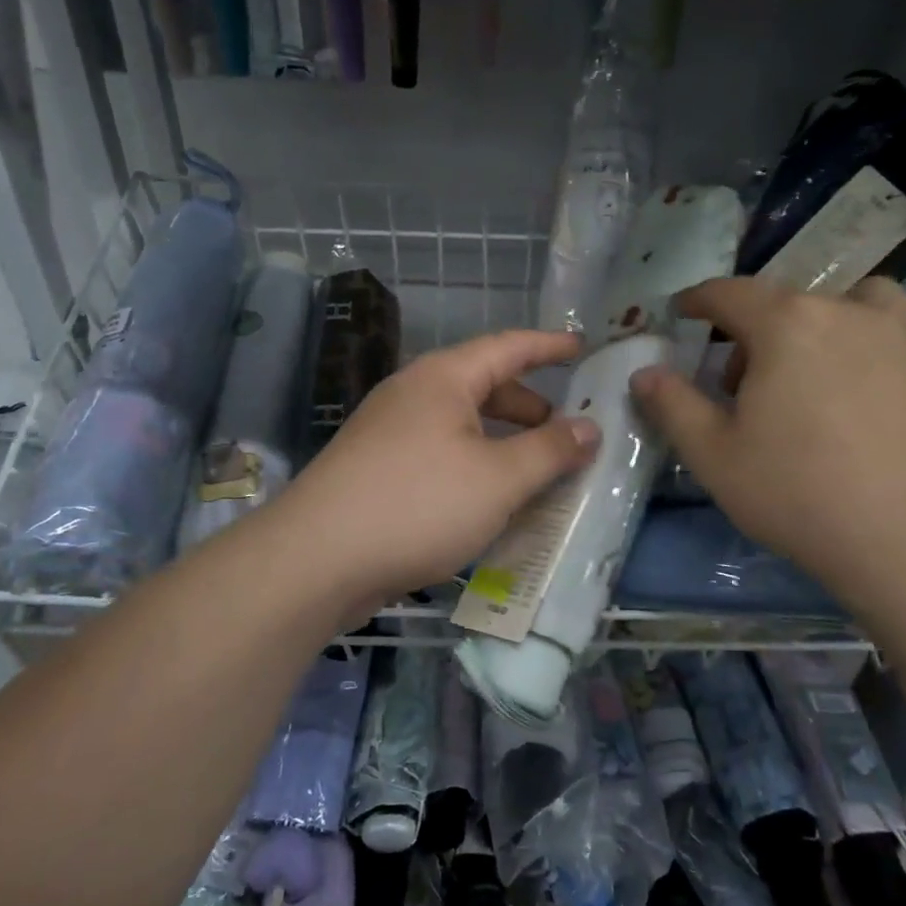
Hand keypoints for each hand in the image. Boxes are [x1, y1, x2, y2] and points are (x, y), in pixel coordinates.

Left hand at [275, 330, 599, 605]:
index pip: (508, 347)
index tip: (582, 346)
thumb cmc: (419, 504)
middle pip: (483, 386)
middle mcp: (412, 395)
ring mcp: (389, 433)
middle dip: (528, 405)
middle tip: (566, 429)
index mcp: (442, 379)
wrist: (316, 560)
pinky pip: (440, 456)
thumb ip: (550, 450)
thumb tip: (590, 427)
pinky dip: (473, 467)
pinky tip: (489, 502)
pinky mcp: (377, 471)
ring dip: (502, 442)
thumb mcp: (499, 479)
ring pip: (460, 426)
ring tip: (535, 472)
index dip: (548, 345)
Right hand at [628, 277, 905, 616]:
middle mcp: (848, 310)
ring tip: (823, 368)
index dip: (698, 300)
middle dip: (758, 331)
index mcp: (786, 324)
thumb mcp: (714, 456)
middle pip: (789, 302)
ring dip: (829, 322)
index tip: (683, 311)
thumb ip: (672, 405)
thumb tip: (643, 372)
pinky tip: (885, 382)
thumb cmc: (798, 496)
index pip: (729, 294)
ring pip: (858, 302)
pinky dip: (887, 343)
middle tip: (747, 384)